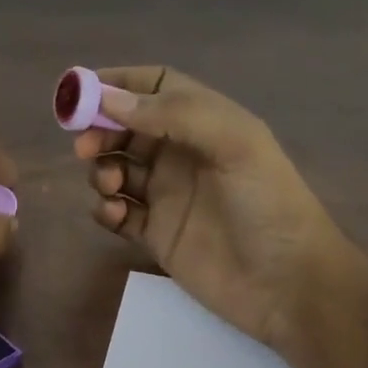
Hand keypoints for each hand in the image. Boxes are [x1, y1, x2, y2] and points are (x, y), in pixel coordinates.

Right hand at [78, 67, 361, 349]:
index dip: (119, 84)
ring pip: (118, 170)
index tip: (82, 92)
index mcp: (206, 123)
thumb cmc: (268, 204)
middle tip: (85, 147)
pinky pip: (119, 214)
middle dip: (101, 131)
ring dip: (103, 170)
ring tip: (112, 186)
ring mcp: (169, 197)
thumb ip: (175, 115)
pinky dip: (107, 210)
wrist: (286, 283)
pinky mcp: (157, 236)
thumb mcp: (235, 143)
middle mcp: (183, 155)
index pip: (156, 87)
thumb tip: (110, 100)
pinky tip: (116, 215)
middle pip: (127, 129)